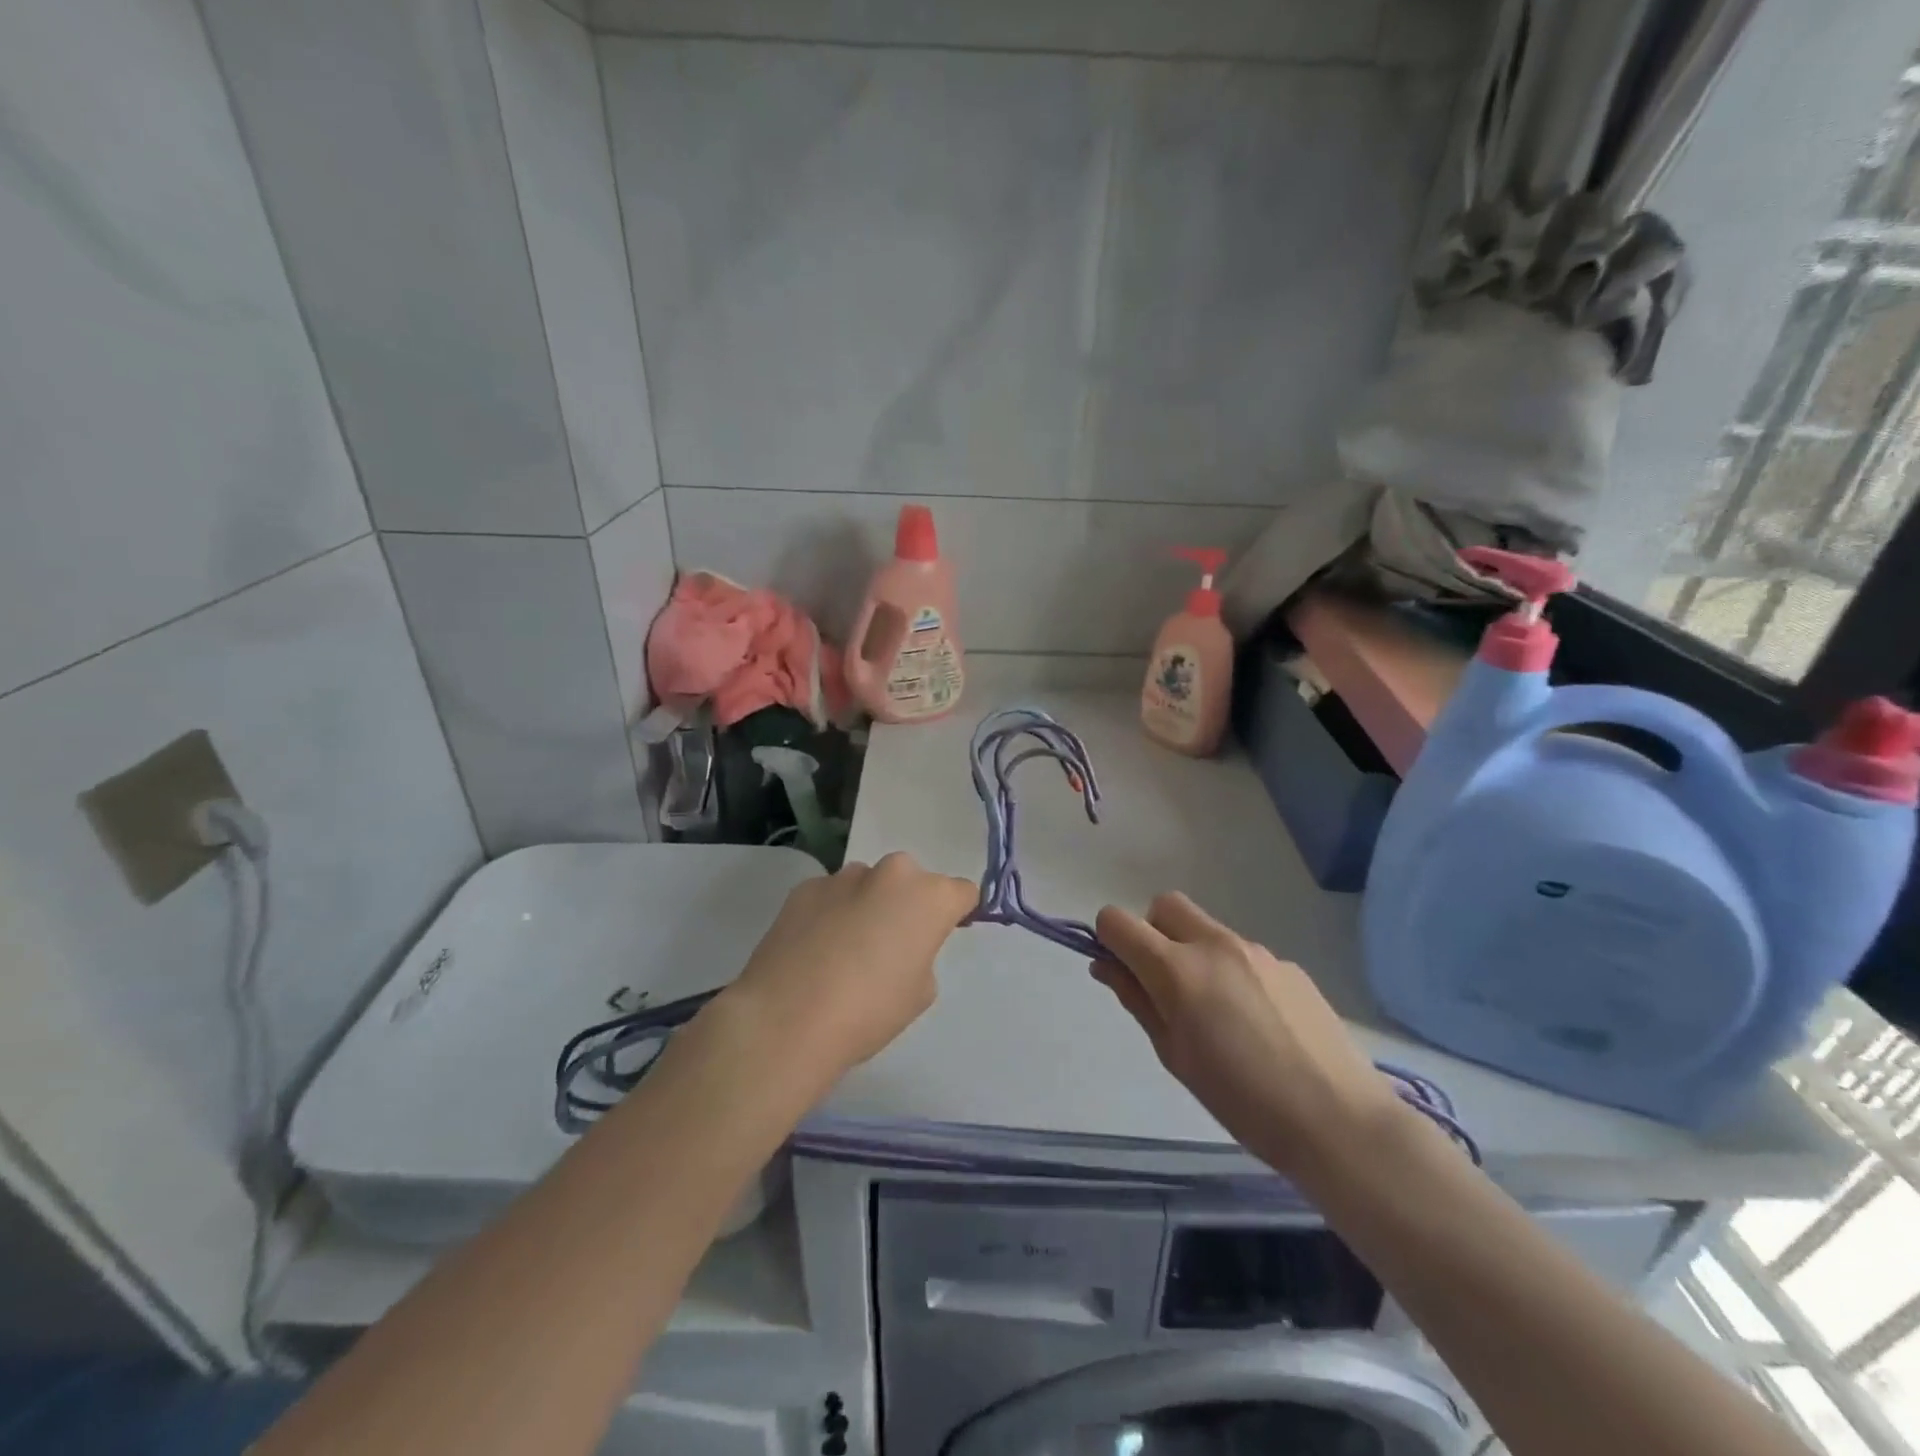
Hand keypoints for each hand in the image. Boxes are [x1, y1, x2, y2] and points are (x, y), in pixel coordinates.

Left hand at [724, 853, 977, 1082]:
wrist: (786, 1018)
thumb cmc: (868, 1011)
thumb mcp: (919, 993)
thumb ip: (921, 954)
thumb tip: (899, 944)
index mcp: (929, 897)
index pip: (961, 892)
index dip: (955, 914)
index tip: (940, 936)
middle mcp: (891, 873)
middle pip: (911, 882)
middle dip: (906, 905)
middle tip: (889, 946)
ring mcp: (844, 876)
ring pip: (868, 886)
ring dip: (866, 906)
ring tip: (843, 951)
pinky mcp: (805, 887)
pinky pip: (831, 896)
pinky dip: (830, 914)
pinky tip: (813, 951)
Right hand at [1091, 892, 1405, 1177]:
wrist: (1339, 1120)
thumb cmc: (1241, 1101)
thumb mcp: (1173, 1055)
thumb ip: (1137, 1000)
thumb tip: (1106, 965)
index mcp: (1177, 969)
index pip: (1118, 920)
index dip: (1109, 940)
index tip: (1121, 972)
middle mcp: (1214, 944)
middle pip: (1164, 905)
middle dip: (1151, 931)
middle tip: (1163, 983)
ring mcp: (1256, 951)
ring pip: (1206, 929)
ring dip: (1193, 954)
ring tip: (1218, 1015)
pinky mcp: (1290, 965)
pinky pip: (1243, 953)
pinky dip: (1232, 973)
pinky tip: (1257, 1023)